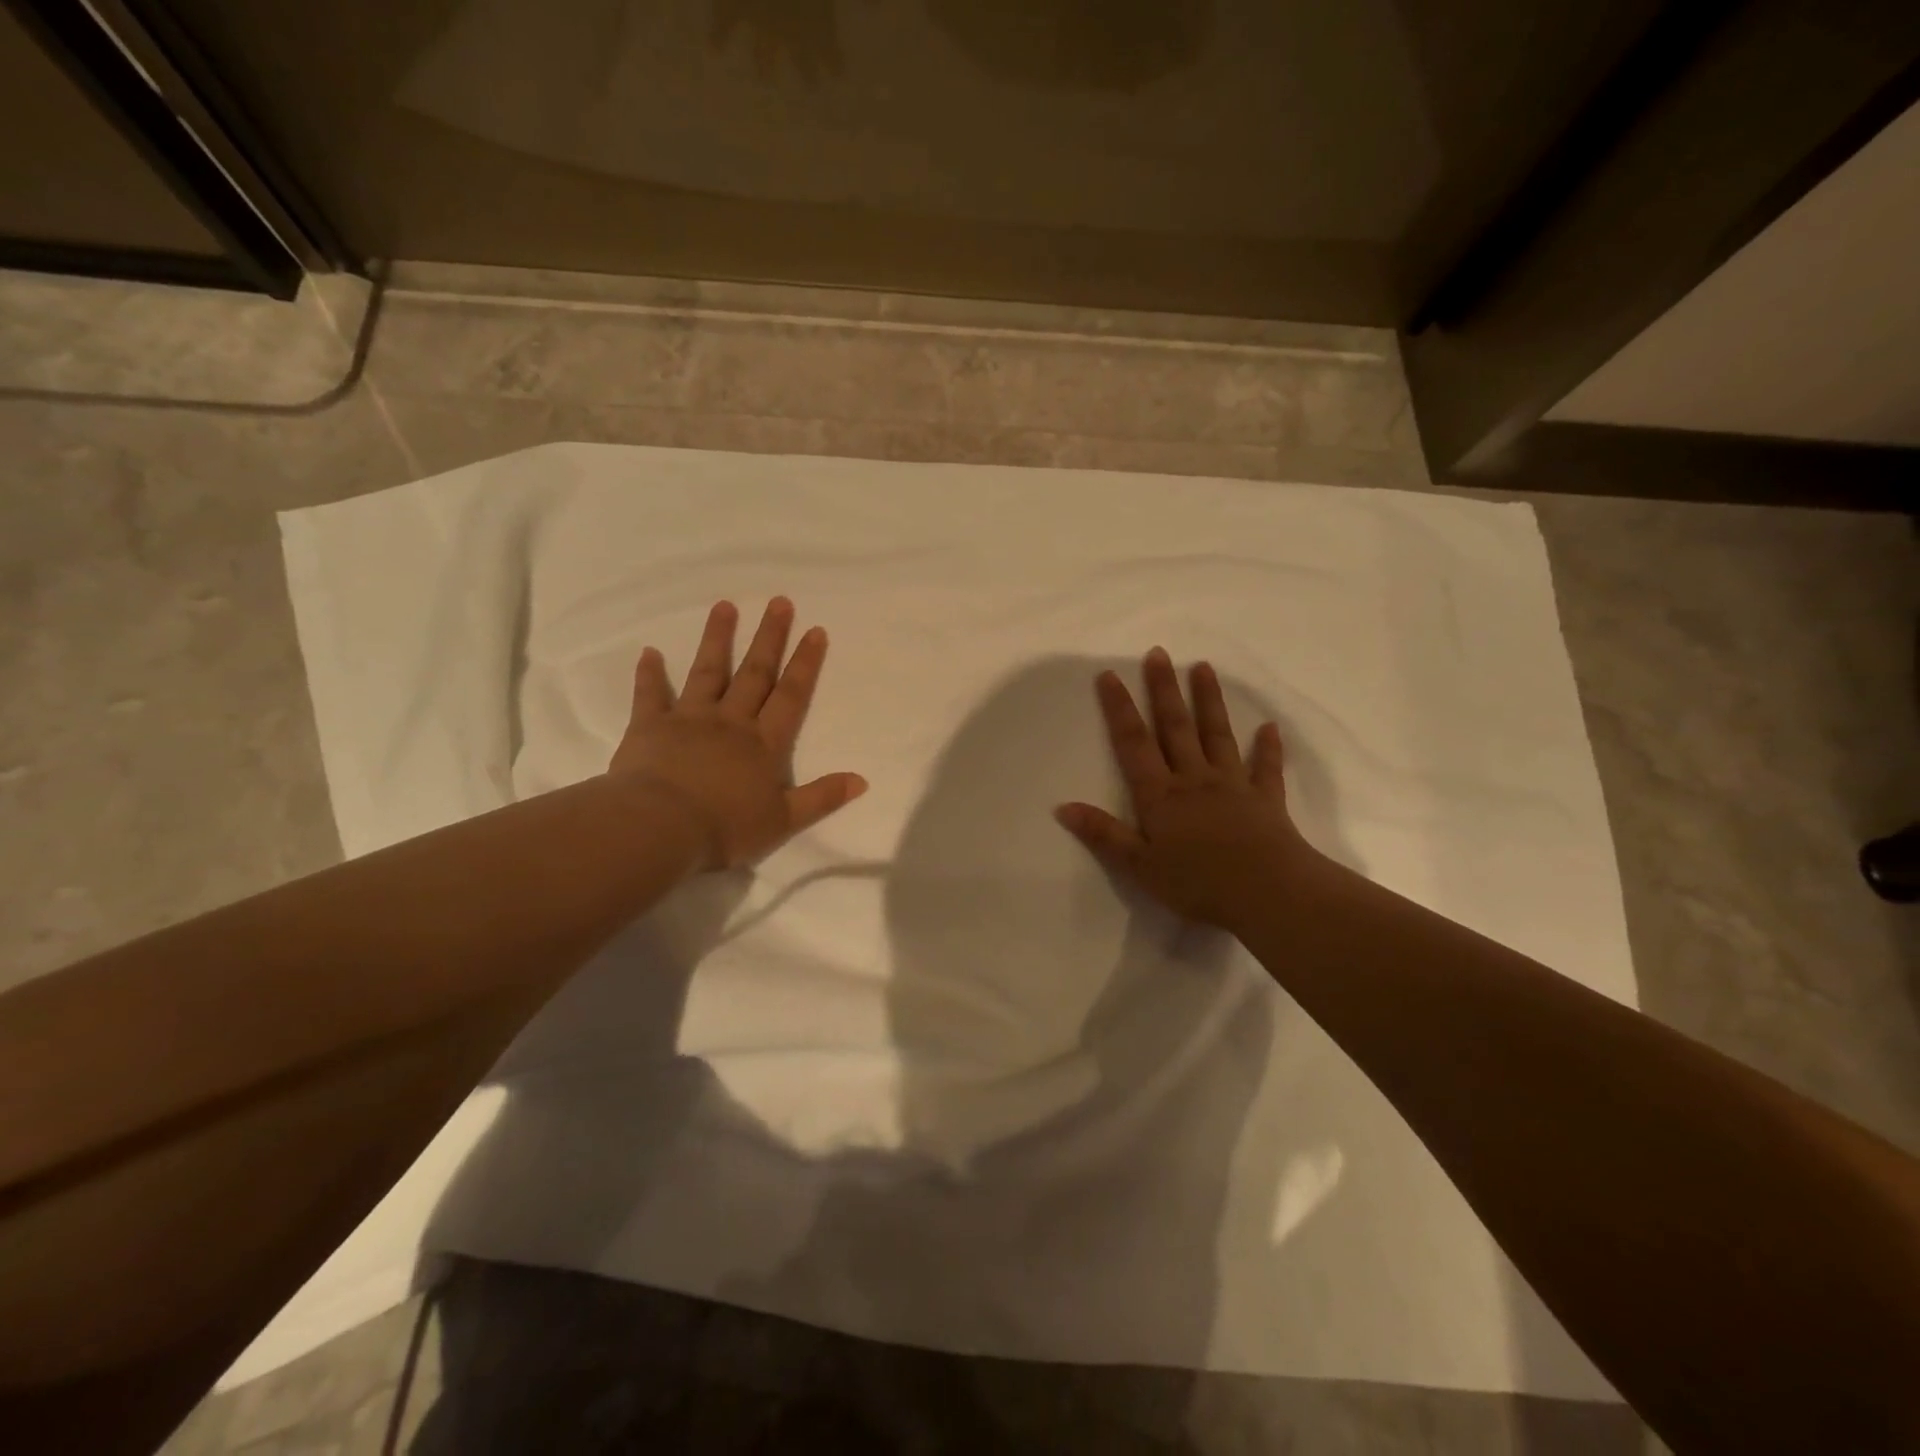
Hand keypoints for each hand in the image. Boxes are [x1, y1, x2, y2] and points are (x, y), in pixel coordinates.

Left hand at [608, 597, 866, 871]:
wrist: (661, 828)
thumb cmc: (726, 827)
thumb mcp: (784, 820)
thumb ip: (822, 798)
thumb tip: (862, 780)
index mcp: (763, 744)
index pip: (790, 696)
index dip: (805, 664)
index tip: (815, 630)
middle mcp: (730, 722)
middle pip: (754, 673)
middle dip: (769, 638)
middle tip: (779, 602)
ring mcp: (689, 719)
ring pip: (707, 672)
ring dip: (718, 639)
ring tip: (725, 606)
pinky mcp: (650, 727)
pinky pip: (650, 695)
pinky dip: (649, 673)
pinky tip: (648, 651)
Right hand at [1055, 648, 1317, 930]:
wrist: (1267, 893)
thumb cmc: (1198, 883)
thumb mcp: (1139, 865)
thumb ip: (1104, 834)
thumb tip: (1062, 807)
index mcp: (1160, 795)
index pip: (1134, 743)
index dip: (1120, 709)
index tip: (1110, 675)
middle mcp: (1194, 779)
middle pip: (1176, 727)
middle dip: (1164, 690)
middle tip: (1158, 653)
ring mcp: (1233, 785)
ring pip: (1217, 735)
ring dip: (1209, 701)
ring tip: (1203, 668)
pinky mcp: (1266, 800)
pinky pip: (1266, 768)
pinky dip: (1268, 748)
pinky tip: (1269, 727)